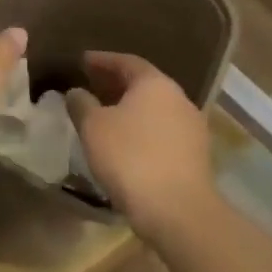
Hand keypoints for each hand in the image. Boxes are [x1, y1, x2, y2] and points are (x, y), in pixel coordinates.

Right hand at [67, 52, 213, 235]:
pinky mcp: (195, 155)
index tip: (82, 61)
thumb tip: (76, 92)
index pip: (126, 61)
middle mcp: (178, 98)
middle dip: (115, 83)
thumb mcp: (93, 127)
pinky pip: (163, 131)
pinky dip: (142, 129)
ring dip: (130, 108)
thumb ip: (81, 103)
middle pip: (143, 84)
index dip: (102, 60)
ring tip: (105, 116)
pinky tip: (125, 143)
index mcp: (155, 83)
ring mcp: (192, 127)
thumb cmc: (130, 158)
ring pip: (155, 109)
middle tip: (91, 85)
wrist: (178, 211)